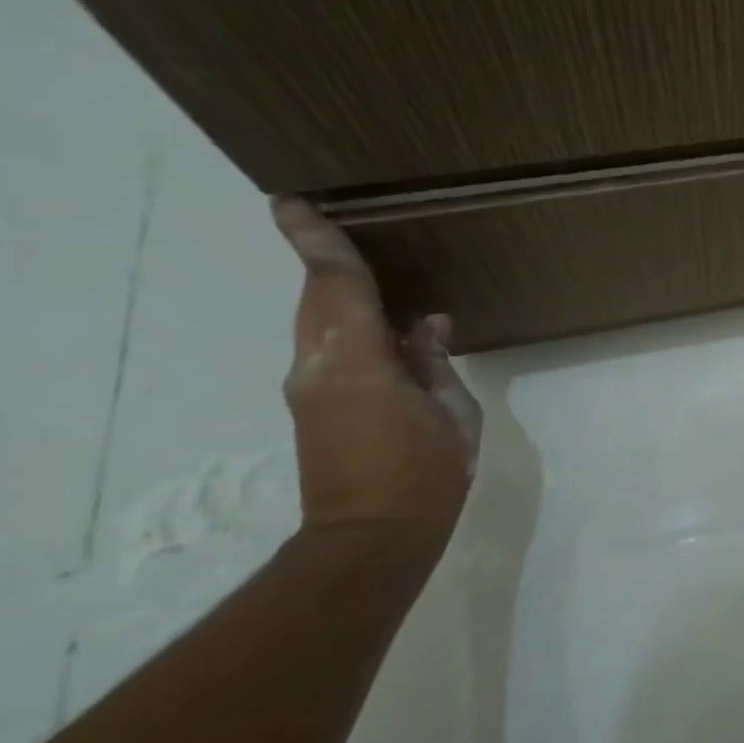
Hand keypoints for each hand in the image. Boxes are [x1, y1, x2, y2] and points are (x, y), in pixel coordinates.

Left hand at [273, 198, 481, 545]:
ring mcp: (309, 388)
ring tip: (368, 275)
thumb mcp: (453, 414)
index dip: (316, 241)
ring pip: (317, 322)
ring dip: (337, 295)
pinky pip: (328, 349)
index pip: (335, 285)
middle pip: (316, 298)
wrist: (371, 539)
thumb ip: (435, 363)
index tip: (290, 203)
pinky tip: (386, 333)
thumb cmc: (425, 474)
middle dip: (323, 261)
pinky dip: (348, 326)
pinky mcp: (312, 408)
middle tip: (330, 225)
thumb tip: (425, 328)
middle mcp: (319, 366)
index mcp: (357, 362)